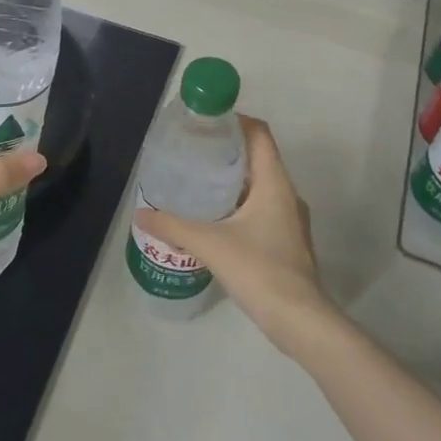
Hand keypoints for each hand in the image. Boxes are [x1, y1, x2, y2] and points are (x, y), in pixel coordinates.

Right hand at [139, 116, 334, 351]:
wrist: (299, 319)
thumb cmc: (259, 269)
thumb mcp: (209, 243)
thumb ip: (173, 225)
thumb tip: (142, 213)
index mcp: (274, 182)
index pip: (259, 134)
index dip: (235, 120)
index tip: (205, 121)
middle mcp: (286, 194)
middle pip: (258, 157)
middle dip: (226, 149)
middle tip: (192, 151)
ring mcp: (290, 219)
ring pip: (260, 184)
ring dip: (232, 179)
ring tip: (197, 181)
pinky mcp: (286, 241)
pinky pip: (261, 207)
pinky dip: (238, 203)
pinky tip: (214, 219)